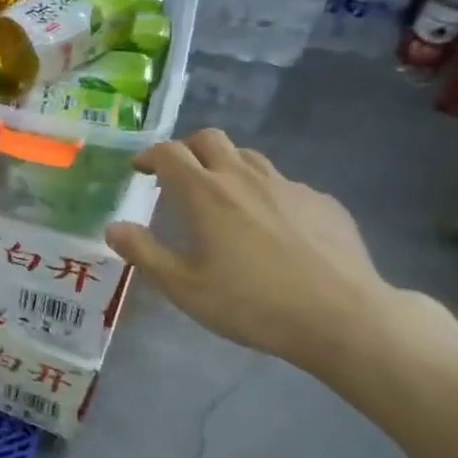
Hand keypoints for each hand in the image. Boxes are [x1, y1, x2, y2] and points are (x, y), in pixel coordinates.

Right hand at [104, 130, 396, 376]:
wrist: (344, 318)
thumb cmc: (252, 303)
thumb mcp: (184, 287)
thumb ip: (144, 253)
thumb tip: (113, 227)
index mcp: (206, 193)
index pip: (169, 152)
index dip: (149, 155)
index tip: (140, 170)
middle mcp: (244, 178)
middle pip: (210, 139)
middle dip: (187, 149)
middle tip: (178, 177)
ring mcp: (289, 186)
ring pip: (249, 157)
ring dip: (225, 166)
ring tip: (222, 198)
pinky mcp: (322, 202)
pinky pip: (284, 184)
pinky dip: (264, 192)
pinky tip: (270, 227)